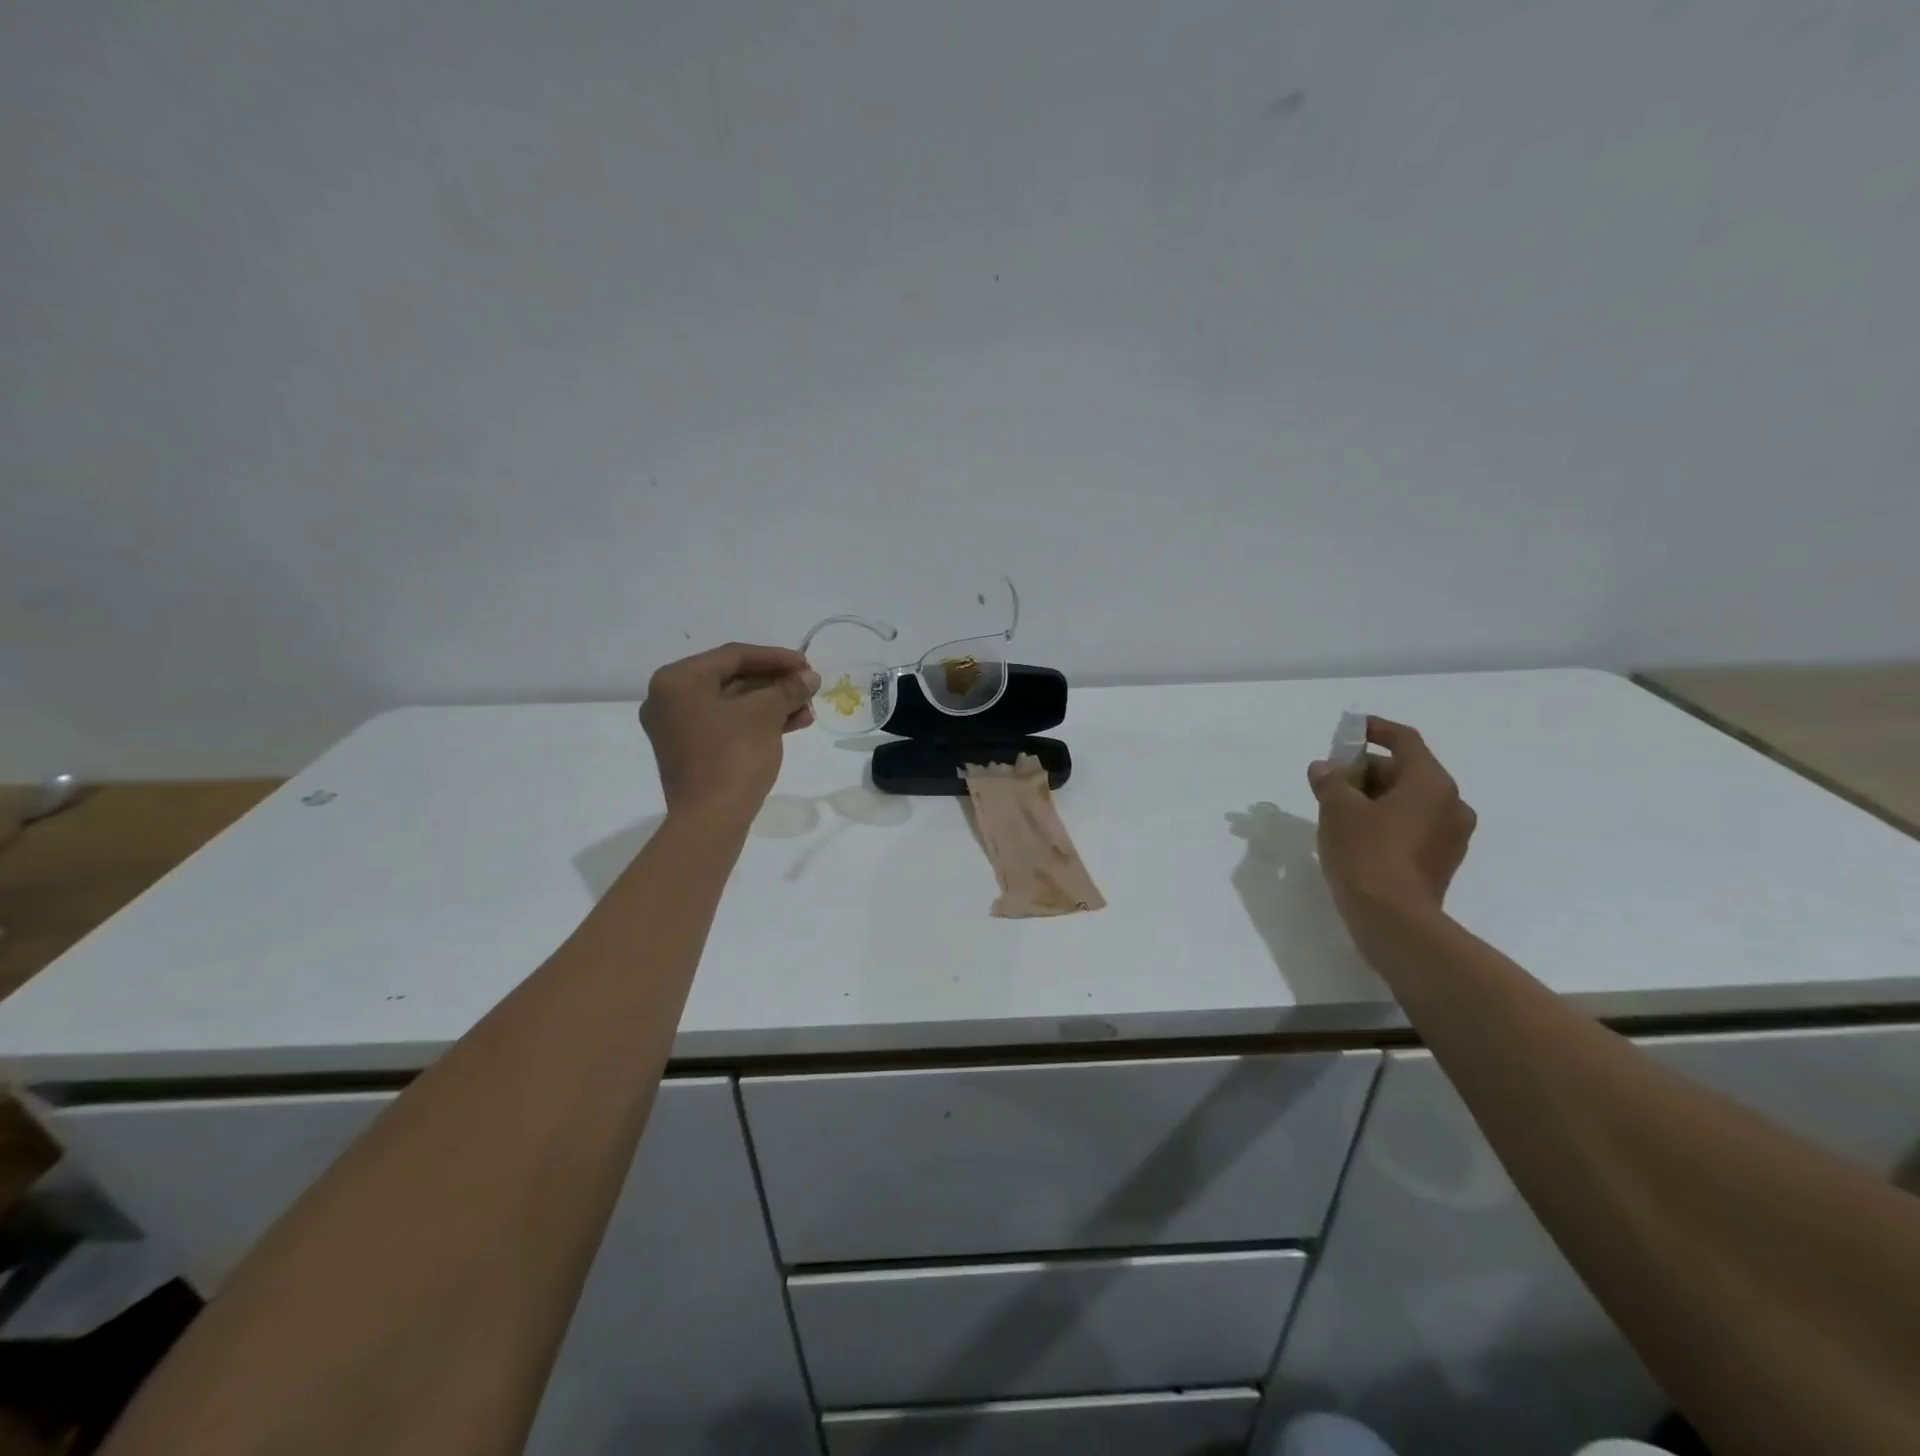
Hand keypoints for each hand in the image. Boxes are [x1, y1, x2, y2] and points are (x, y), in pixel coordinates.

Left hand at [640, 643, 819, 822]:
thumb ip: (787, 688)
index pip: (733, 656)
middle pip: (732, 679)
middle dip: (776, 684)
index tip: (807, 664)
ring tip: (807, 710)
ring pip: (733, 704)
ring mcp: (678, 727)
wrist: (711, 818)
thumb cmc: (733, 755)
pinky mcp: (691, 751)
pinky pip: (727, 725)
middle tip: (808, 687)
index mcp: (677, 680)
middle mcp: (669, 699)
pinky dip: (758, 723)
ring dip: (772, 704)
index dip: (776, 658)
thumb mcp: (765, 714)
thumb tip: (810, 677)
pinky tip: (792, 724)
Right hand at [1308, 717, 1476, 931]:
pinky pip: (1414, 826)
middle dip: (1367, 771)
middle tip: (1332, 780)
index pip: (1405, 741)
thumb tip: (1325, 768)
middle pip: (1406, 771)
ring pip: (1410, 801)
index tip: (1352, 729)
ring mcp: (1451, 835)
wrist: (1392, 919)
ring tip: (1339, 809)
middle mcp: (1451, 803)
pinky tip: (1358, 835)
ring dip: (1376, 798)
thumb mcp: (1337, 808)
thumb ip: (1331, 780)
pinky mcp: (1442, 861)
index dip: (1376, 730)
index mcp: (1431, 782)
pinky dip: (1388, 821)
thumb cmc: (1366, 851)